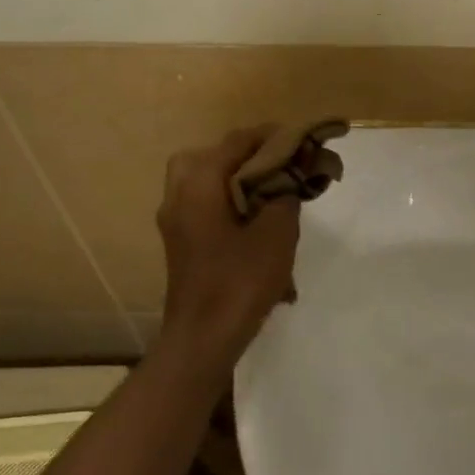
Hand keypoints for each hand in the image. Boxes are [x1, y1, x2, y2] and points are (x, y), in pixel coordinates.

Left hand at [157, 126, 301, 364]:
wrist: (203, 338)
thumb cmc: (240, 281)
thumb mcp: (276, 233)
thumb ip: (284, 195)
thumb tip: (289, 177)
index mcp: (199, 184)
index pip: (236, 142)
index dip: (270, 136)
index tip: (299, 137)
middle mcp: (179, 195)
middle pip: (210, 156)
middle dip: (245, 155)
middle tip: (276, 163)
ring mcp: (175, 220)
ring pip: (203, 181)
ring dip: (234, 179)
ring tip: (268, 190)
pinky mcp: (180, 242)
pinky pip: (202, 205)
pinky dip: (226, 201)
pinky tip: (254, 220)